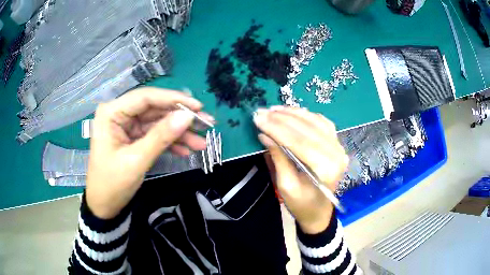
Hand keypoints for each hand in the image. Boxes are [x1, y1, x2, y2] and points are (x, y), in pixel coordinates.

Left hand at [86, 88, 212, 218]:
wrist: (104, 206)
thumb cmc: (112, 184)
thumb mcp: (137, 160)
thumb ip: (161, 136)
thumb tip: (187, 116)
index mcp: (112, 113)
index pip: (145, 98)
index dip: (173, 99)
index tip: (197, 106)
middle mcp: (119, 114)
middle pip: (154, 109)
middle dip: (179, 118)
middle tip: (206, 123)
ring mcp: (127, 127)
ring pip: (157, 123)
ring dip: (179, 133)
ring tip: (201, 143)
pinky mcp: (133, 138)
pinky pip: (154, 135)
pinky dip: (170, 143)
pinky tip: (186, 151)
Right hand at [253, 106, 347, 233]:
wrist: (319, 210)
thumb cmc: (302, 204)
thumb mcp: (286, 186)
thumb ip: (278, 158)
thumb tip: (265, 135)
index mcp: (325, 169)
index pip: (299, 142)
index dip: (277, 129)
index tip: (259, 119)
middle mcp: (336, 154)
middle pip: (307, 129)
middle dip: (282, 119)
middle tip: (261, 112)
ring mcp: (339, 146)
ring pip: (315, 121)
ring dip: (293, 113)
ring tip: (273, 109)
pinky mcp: (336, 143)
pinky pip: (322, 122)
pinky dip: (306, 115)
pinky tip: (291, 112)